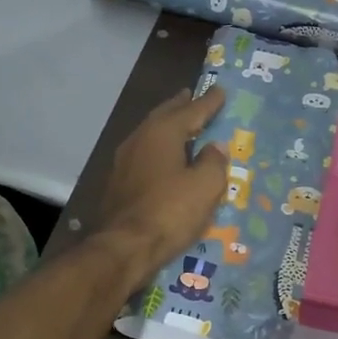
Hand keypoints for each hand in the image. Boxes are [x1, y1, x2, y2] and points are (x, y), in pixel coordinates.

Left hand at [96, 86, 228, 283]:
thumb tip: (214, 147)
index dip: (208, 102)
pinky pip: (143, 155)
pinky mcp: (117, 183)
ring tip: (180, 125)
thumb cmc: (170, 212)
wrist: (124, 247)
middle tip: (192, 96)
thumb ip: (213, 162)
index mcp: (162, 133)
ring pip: (150, 135)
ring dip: (166, 127)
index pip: (191, 111)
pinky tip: (163, 159)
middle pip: (164, 116)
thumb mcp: (205, 187)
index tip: (220, 91)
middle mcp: (139, 139)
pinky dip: (158, 150)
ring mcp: (124, 162)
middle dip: (180, 107)